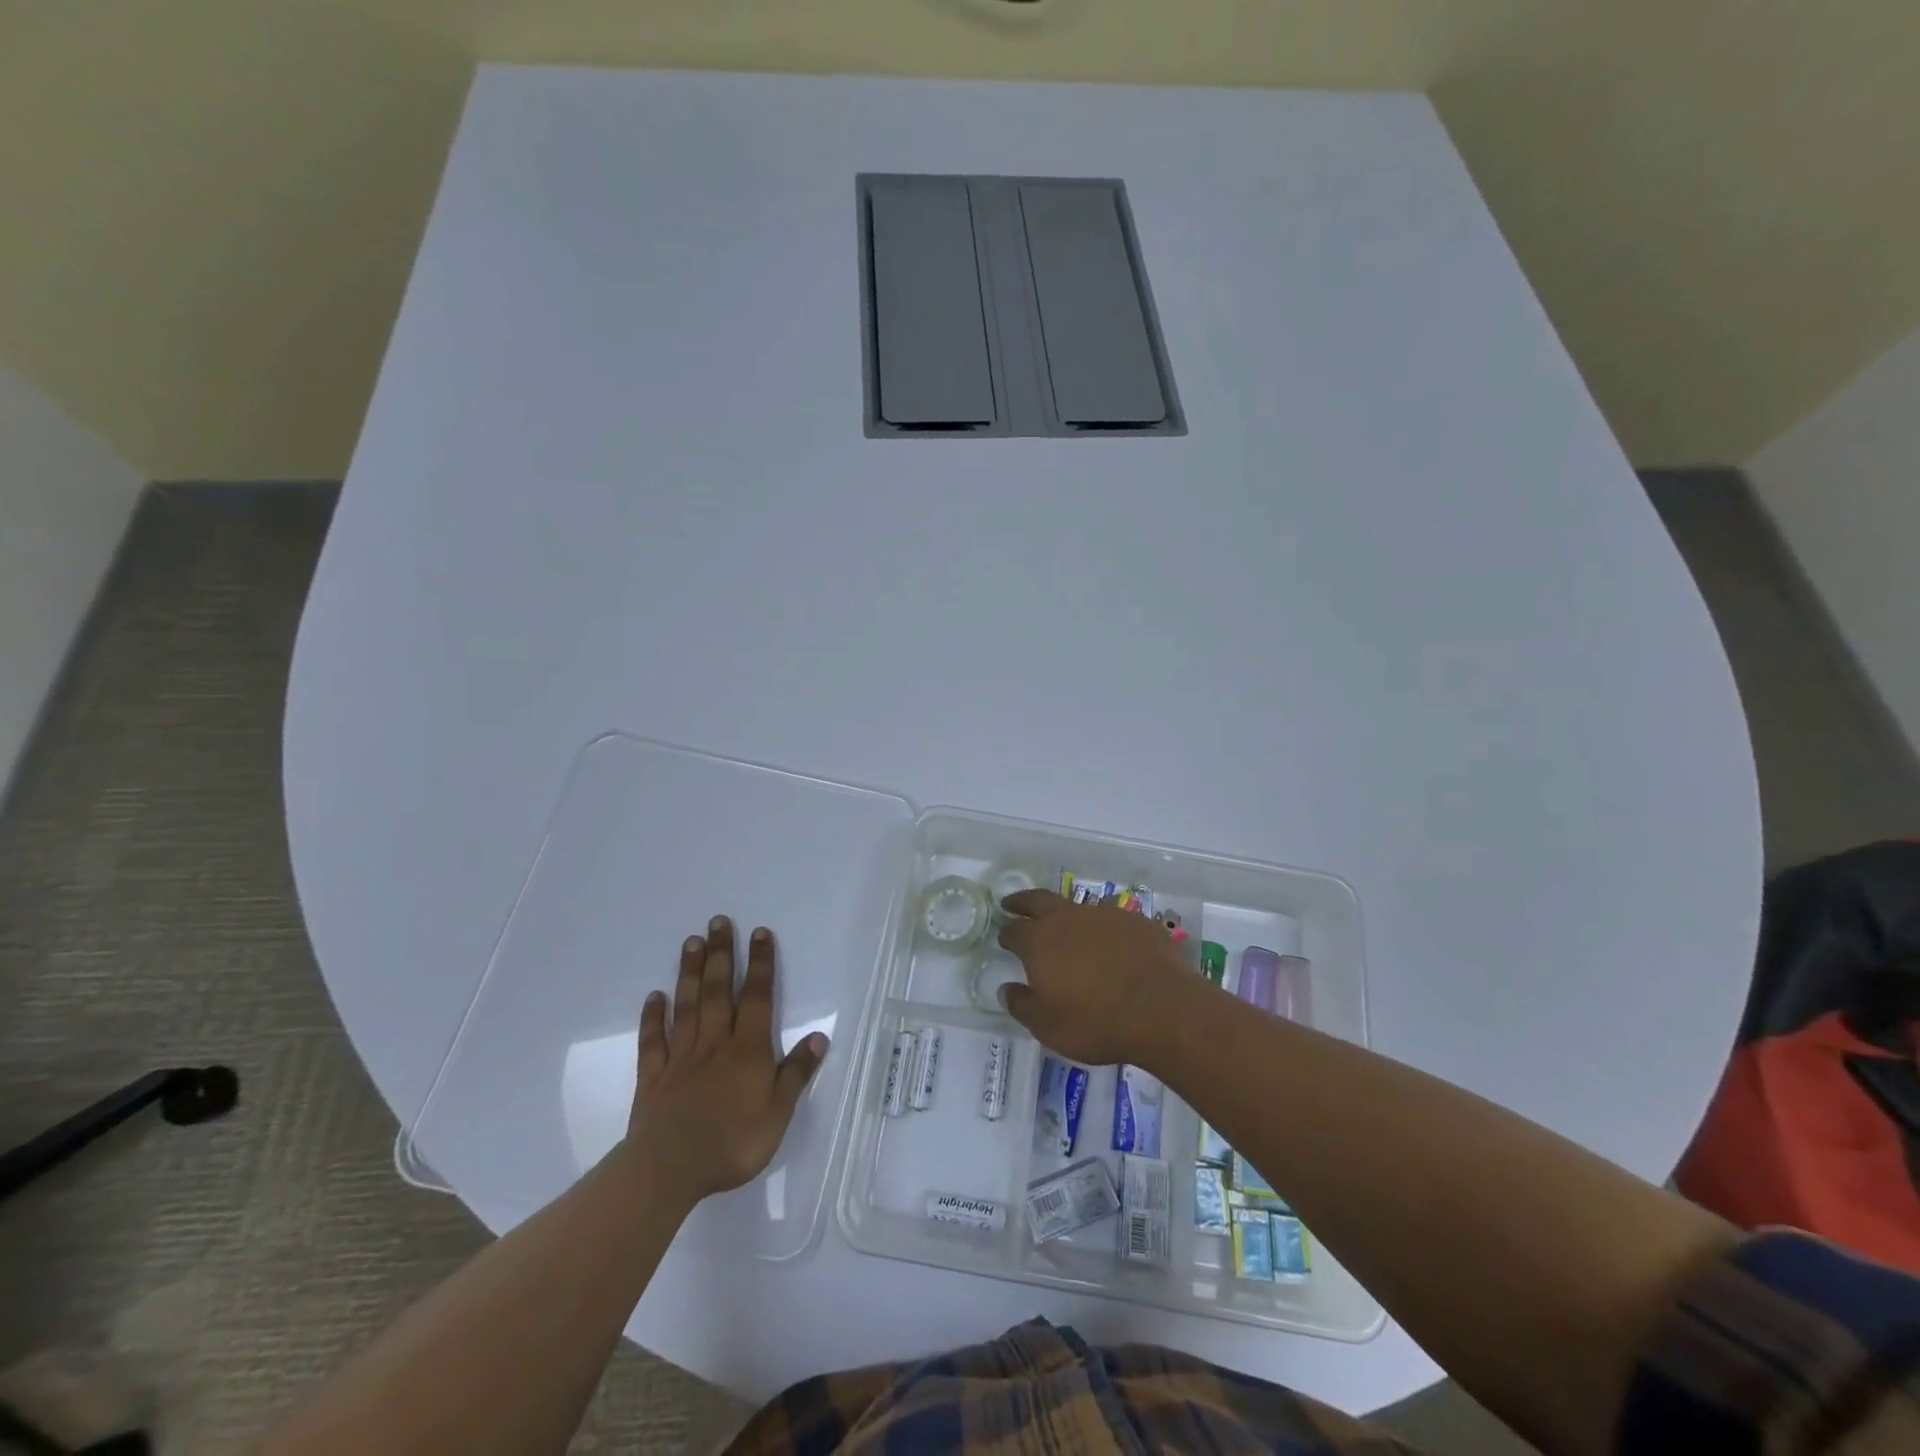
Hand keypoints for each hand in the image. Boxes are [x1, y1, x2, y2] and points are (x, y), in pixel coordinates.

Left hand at [620, 916, 828, 1205]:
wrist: (669, 1170)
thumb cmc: (732, 1143)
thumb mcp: (778, 1113)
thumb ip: (796, 1074)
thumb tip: (818, 1037)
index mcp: (748, 1050)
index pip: (758, 998)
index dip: (761, 964)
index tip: (759, 932)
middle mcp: (715, 1044)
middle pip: (719, 991)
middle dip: (722, 954)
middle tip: (718, 921)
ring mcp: (681, 1058)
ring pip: (687, 1007)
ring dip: (690, 973)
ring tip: (691, 942)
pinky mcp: (653, 1078)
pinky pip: (653, 1041)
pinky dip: (652, 1017)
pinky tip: (653, 996)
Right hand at [996, 890, 1197, 1066]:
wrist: (1163, 1009)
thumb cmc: (1096, 1022)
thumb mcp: (1048, 1027)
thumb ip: (1023, 1005)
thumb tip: (1007, 989)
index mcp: (1040, 942)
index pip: (1015, 931)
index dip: (1007, 934)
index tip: (1004, 937)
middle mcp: (1068, 919)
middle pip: (1039, 900)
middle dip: (1023, 902)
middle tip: (1013, 903)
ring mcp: (1105, 915)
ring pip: (1077, 907)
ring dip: (1066, 915)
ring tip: (1067, 928)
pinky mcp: (1136, 922)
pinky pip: (1112, 919)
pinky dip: (1103, 929)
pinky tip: (1110, 944)